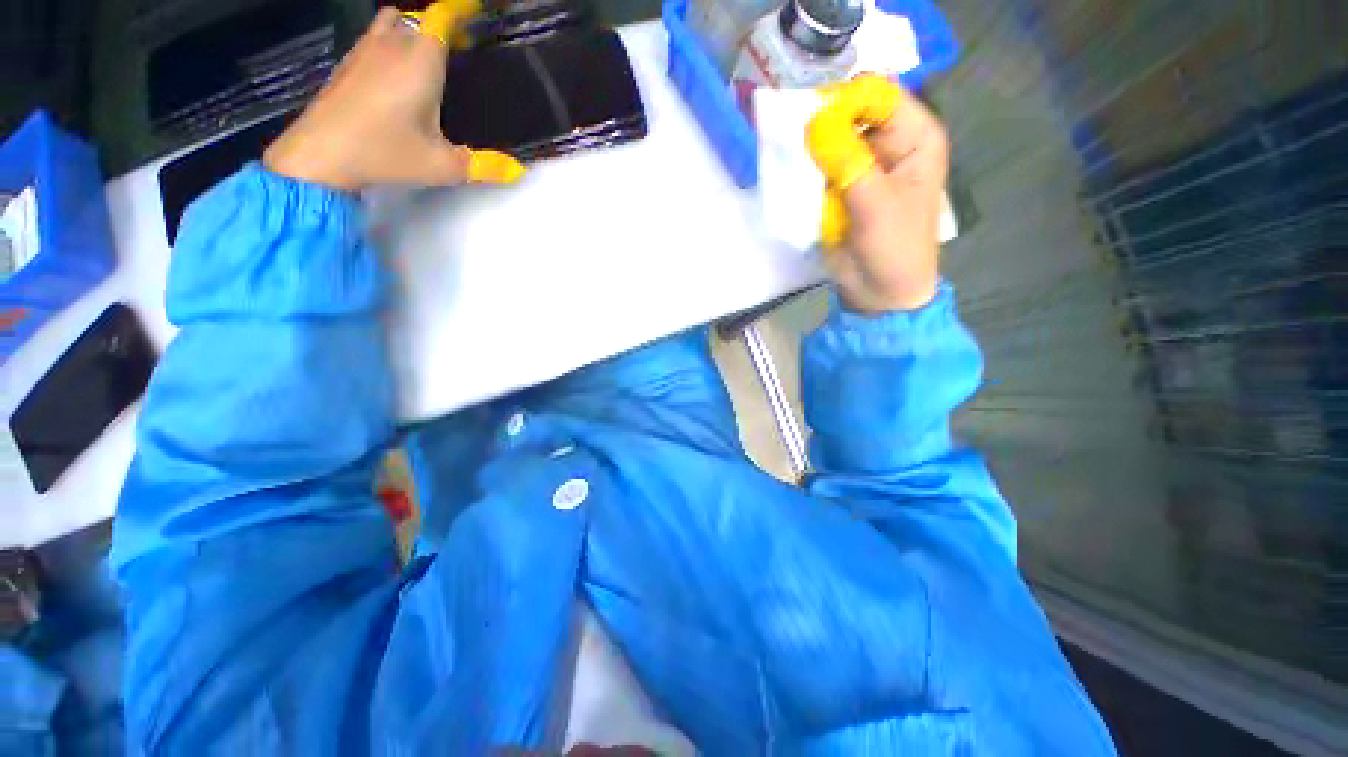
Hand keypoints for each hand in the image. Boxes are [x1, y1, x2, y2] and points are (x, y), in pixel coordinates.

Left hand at [263, 4, 523, 190]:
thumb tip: (520, 171)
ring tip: (427, 56)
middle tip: (457, 46)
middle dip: (438, 25)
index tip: (476, 7)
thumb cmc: (385, 153)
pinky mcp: (347, 65)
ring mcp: (364, 52)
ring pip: (392, 23)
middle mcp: (392, 46)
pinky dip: (390, 44)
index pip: (442, 17)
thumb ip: (485, 166)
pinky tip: (396, 73)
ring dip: (412, 31)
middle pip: (417, 18)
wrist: (320, 156)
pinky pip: (374, 39)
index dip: (461, 9)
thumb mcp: (443, 166)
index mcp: (420, 61)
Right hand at [808, 76, 947, 313]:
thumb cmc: (894, 249)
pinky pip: (819, 168)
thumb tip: (814, 123)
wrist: (880, 292)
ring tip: (788, 160)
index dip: (845, 101)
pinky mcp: (841, 188)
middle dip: (822, 124)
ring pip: (831, 140)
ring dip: (810, 150)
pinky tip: (792, 179)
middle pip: (851, 113)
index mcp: (914, 138)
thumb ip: (849, 163)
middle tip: (792, 140)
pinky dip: (805, 171)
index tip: (811, 121)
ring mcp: (862, 166)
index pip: (878, 96)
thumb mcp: (876, 206)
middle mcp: (889, 143)